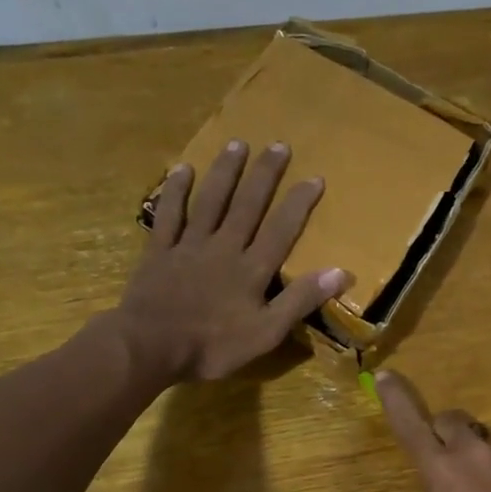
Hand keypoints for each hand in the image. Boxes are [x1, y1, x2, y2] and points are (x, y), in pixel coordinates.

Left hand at [117, 140, 351, 383]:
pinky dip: (176, 191)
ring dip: (225, 172)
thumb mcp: (266, 333)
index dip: (299, 203)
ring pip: (211, 201)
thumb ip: (300, 301)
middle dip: (265, 175)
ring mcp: (189, 246)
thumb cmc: (212, 346)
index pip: (281, 229)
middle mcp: (224, 247)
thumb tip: (340, 272)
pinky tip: (183, 169)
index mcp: (251, 269)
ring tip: (237, 144)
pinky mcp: (159, 251)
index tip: (314, 177)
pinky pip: (169, 215)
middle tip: (278, 145)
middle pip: (247, 205)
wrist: (150, 347)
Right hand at [375, 370, 490, 491]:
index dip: (395, 400)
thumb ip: (438, 490)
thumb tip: (445, 478)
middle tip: (453, 459)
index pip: (410, 425)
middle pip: (450, 419)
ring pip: (484, 439)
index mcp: (439, 467)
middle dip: (447, 432)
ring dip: (481, 455)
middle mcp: (470, 449)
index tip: (385, 375)